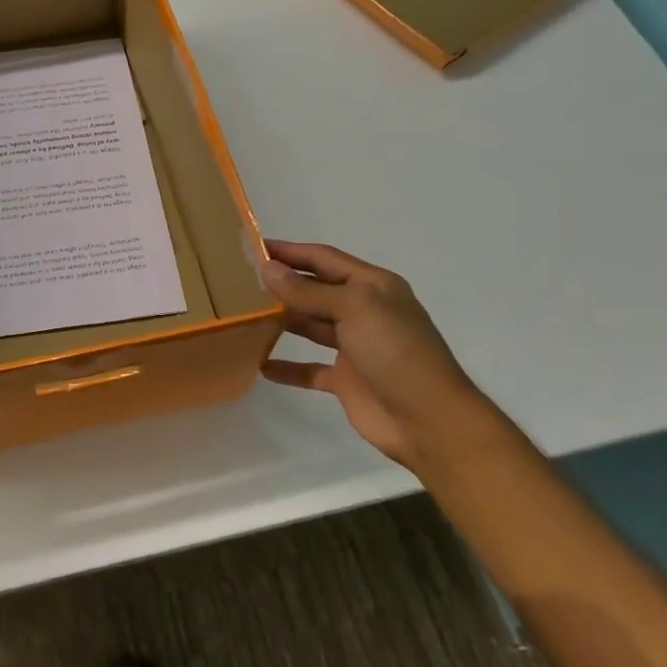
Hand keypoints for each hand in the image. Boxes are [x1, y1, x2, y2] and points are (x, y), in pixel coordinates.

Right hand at [260, 241, 496, 473]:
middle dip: (282, 283)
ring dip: (281, 320)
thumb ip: (308, 291)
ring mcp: (354, 346)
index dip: (291, 251)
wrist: (428, 419)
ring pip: (310, 326)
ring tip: (243, 314)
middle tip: (239, 280)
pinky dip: (286, 366)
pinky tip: (259, 364)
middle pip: (315, 290)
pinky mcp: (345, 379)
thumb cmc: (395, 351)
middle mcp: (363, 311)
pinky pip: (309, 368)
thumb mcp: (354, 309)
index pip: (324, 259)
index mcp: (372, 286)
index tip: (253, 247)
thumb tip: (267, 268)